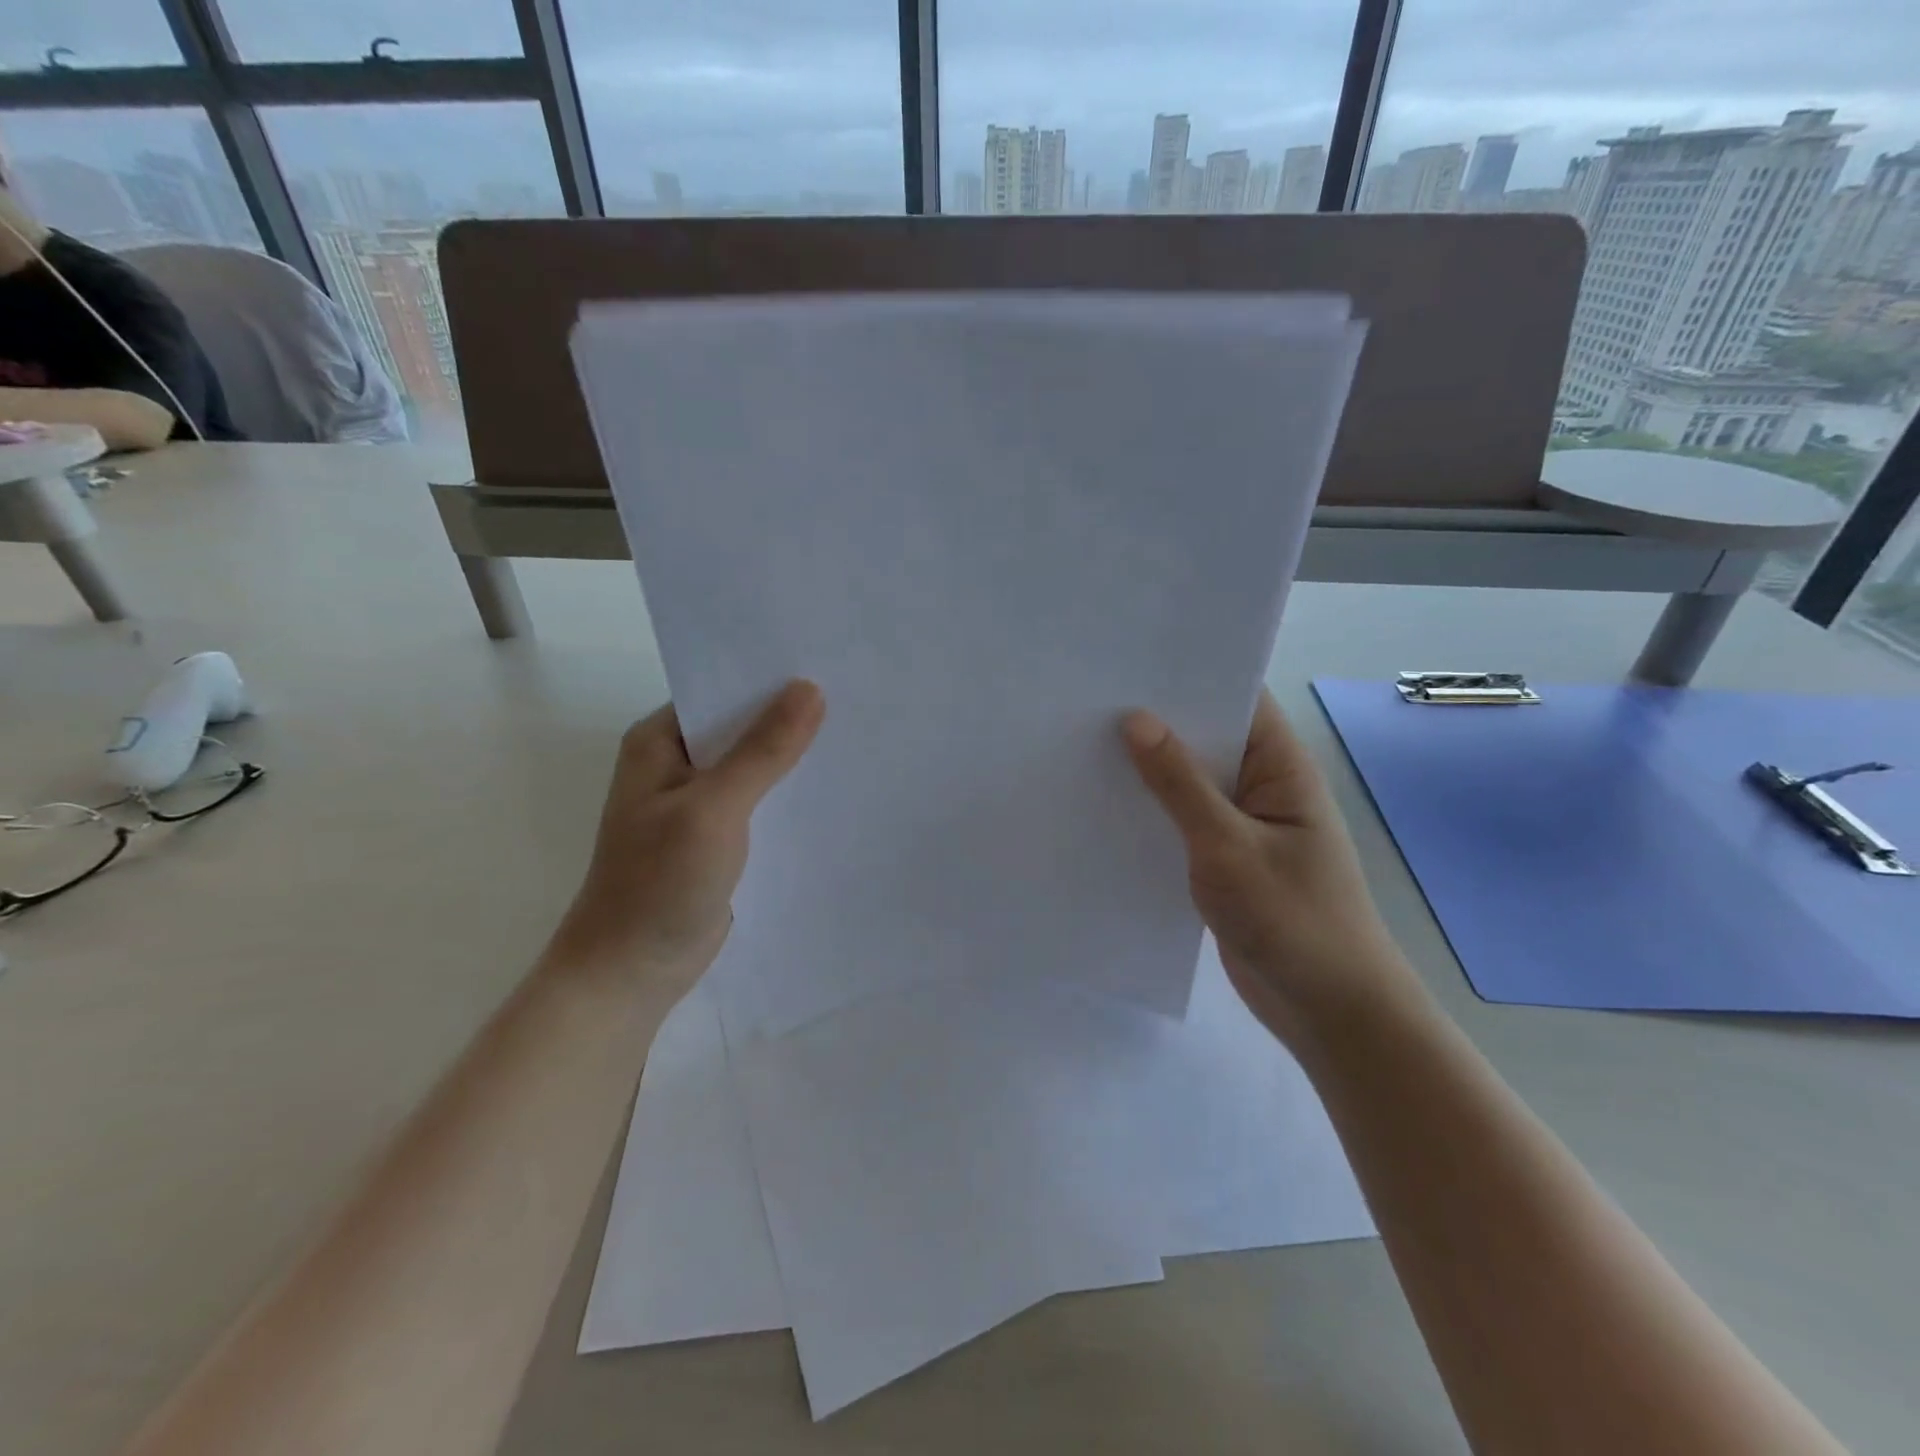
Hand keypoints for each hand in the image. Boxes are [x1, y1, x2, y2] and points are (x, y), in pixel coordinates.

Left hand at [546, 681, 825, 1001]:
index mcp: (661, 741)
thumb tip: (810, 689)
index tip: (830, 663)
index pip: (722, 691)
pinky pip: (762, 801)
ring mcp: (698, 802)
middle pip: (743, 726)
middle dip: (792, 716)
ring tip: (857, 734)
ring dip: (795, 757)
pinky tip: (834, 788)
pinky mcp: (719, 836)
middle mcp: (678, 763)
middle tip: (857, 697)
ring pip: (756, 765)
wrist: (630, 972)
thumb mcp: (713, 809)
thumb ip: (763, 751)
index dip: (772, 678)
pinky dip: (790, 794)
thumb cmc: (658, 884)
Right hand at [1122, 690, 1424, 1046]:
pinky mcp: (1224, 858)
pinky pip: (1183, 821)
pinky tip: (1105, 806)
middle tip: (1087, 701)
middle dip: (1155, 721)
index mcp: (1281, 766)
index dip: (1187, 675)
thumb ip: (1179, 784)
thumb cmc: (1291, 919)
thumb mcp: (1227, 846)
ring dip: (1148, 770)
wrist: (1329, 1010)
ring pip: (1189, 782)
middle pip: (1207, 737)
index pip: (1236, 699)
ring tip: (1082, 745)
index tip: (1127, 660)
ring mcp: (1243, 823)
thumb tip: (1136, 719)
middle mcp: (1263, 785)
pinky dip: (1152, 812)